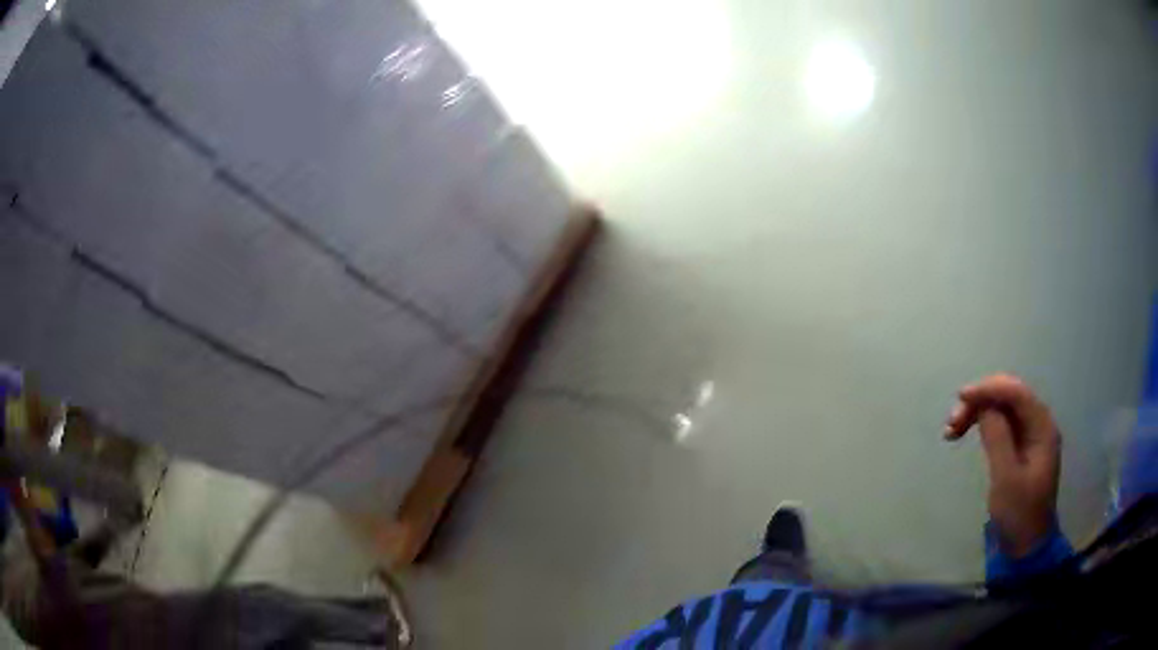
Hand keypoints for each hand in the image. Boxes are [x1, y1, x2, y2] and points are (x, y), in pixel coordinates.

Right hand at [944, 374, 1061, 557]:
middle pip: (1009, 395)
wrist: (1026, 546)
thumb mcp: (1006, 479)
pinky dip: (982, 423)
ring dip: (978, 411)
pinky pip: (1001, 422)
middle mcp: (1038, 423)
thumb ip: (997, 438)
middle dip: (981, 400)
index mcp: (1042, 427)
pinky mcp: (1020, 446)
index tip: (960, 397)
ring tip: (952, 431)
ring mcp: (1030, 434)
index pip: (1016, 393)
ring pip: (1002, 407)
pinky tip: (967, 433)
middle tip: (952, 422)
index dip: (989, 389)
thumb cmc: (1018, 513)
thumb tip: (984, 407)